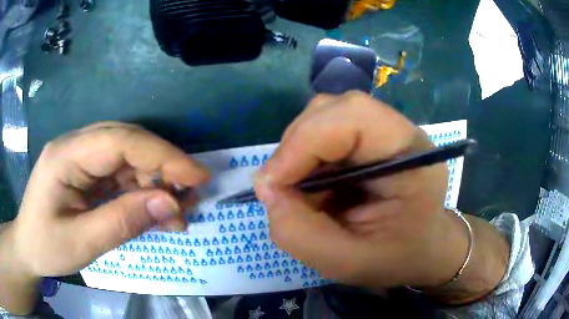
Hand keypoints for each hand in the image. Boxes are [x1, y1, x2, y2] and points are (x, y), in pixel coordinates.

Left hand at [9, 122, 209, 278]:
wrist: (28, 247)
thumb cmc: (45, 246)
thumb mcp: (82, 243)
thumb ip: (123, 222)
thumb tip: (170, 204)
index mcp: (66, 155)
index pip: (121, 141)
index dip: (163, 155)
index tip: (199, 176)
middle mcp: (76, 145)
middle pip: (127, 142)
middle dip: (163, 167)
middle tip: (191, 198)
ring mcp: (81, 156)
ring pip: (127, 157)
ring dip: (155, 182)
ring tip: (174, 213)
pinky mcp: (86, 171)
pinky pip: (120, 172)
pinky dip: (141, 190)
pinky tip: (154, 210)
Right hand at [255, 92, 507, 300]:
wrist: (422, 248)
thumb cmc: (397, 257)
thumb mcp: (348, 263)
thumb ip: (301, 234)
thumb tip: (267, 190)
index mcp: (411, 156)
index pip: (352, 116)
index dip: (302, 143)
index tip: (271, 186)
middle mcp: (398, 131)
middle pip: (332, 110)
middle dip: (295, 149)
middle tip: (280, 191)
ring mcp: (383, 130)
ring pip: (322, 118)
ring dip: (298, 155)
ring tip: (303, 195)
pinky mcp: (369, 138)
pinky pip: (323, 134)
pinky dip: (305, 160)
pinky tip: (315, 189)